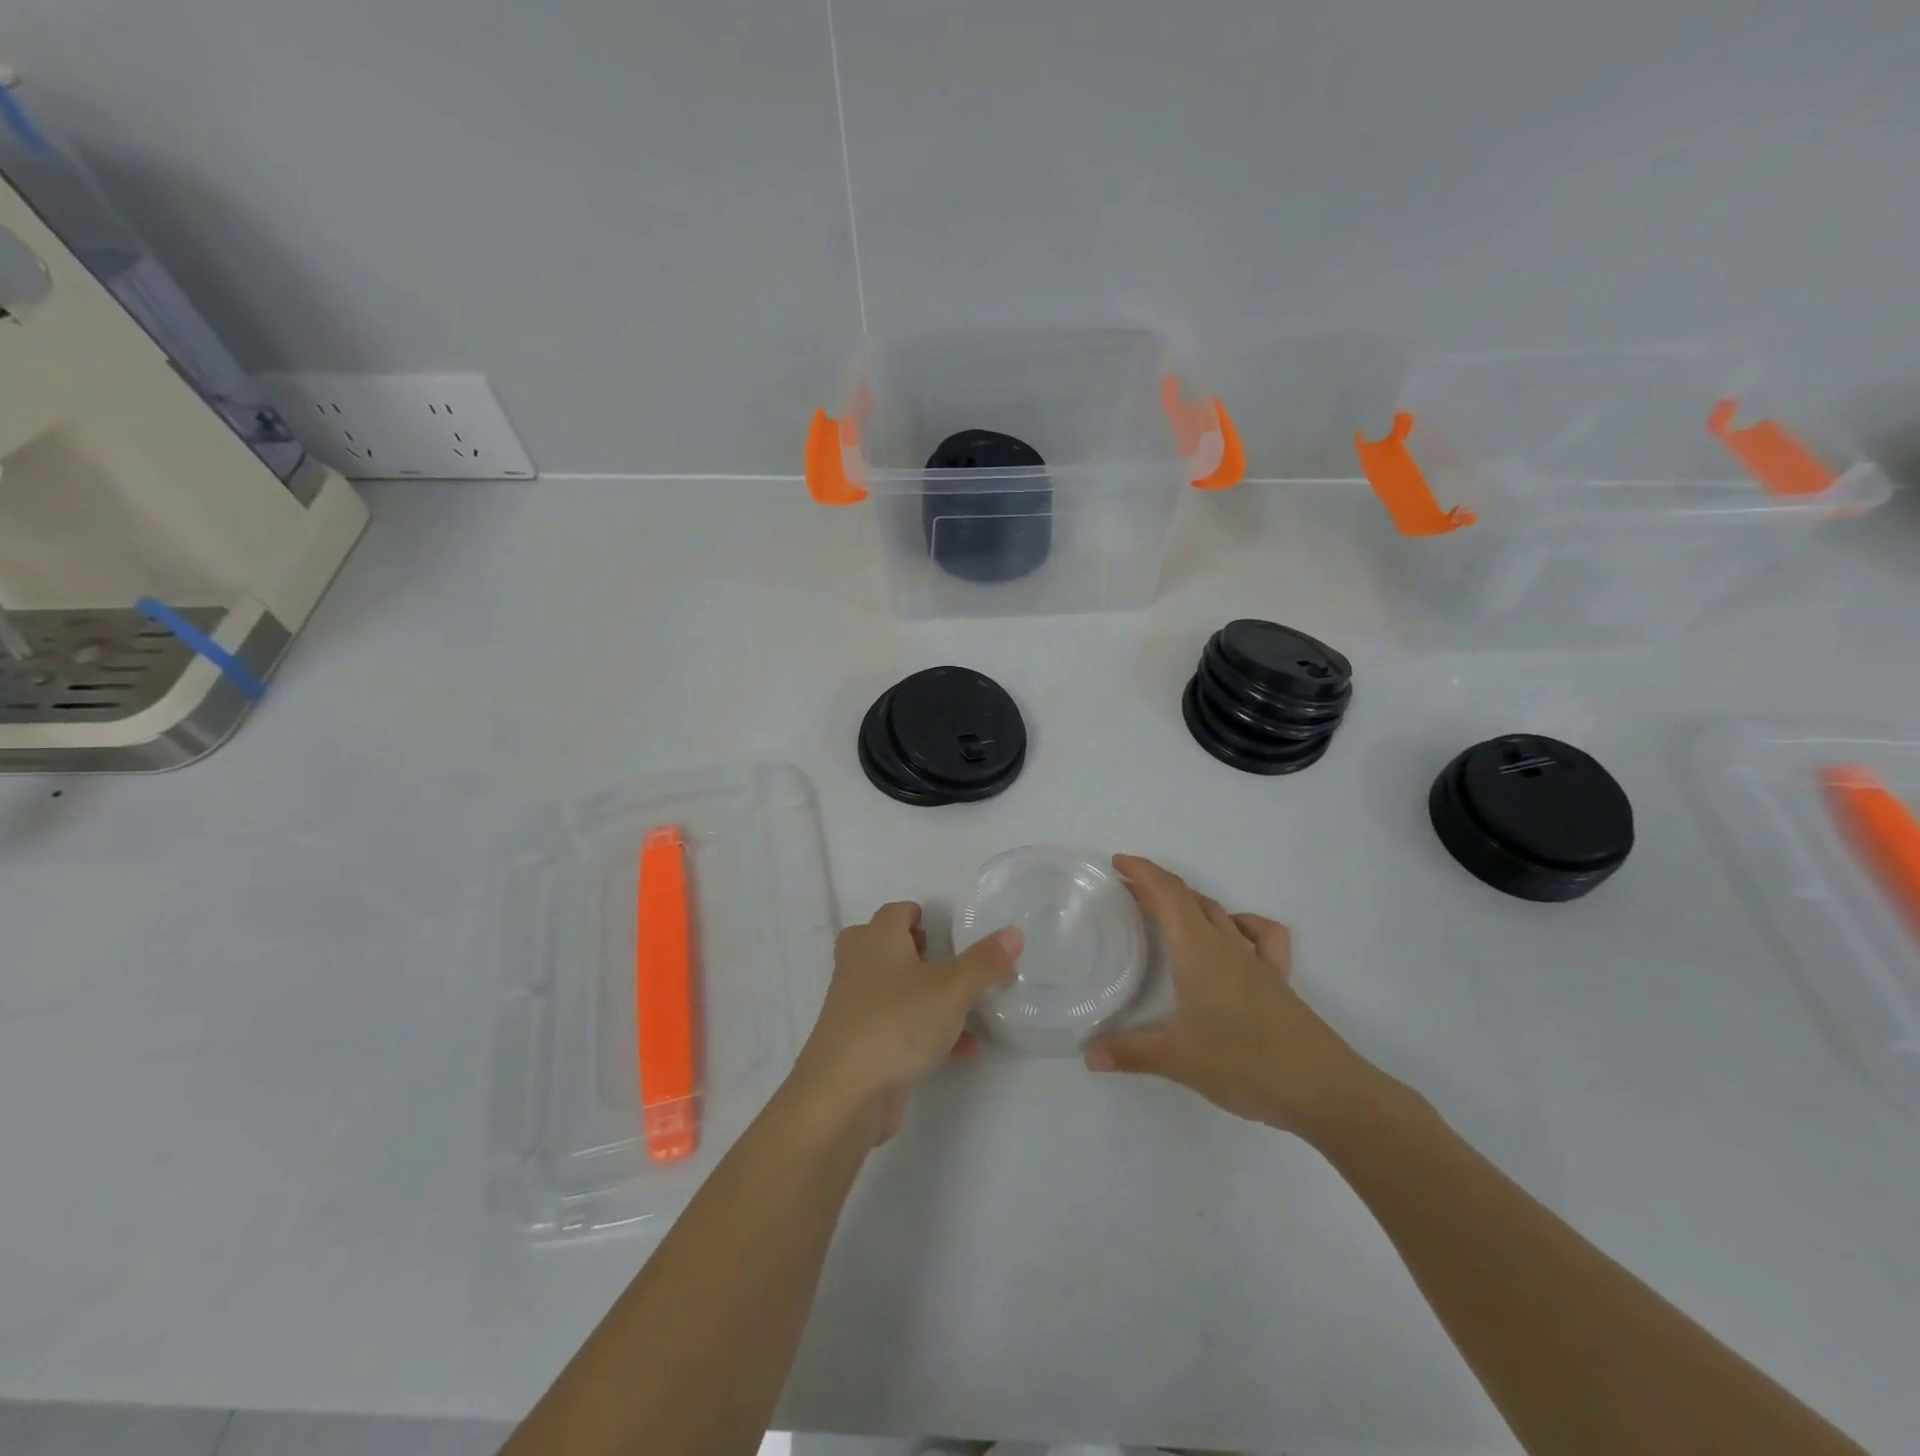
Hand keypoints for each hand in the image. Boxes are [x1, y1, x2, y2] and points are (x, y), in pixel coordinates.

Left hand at [791, 902, 1020, 1143]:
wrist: (844, 1095)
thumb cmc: (897, 1023)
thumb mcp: (951, 989)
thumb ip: (984, 962)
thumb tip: (1014, 933)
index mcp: (876, 940)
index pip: (896, 912)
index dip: (920, 916)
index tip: (948, 932)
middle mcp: (859, 967)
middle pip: (887, 947)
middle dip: (918, 954)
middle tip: (949, 964)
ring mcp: (855, 1008)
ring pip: (894, 991)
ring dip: (928, 997)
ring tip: (967, 1008)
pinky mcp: (860, 1046)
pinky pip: (898, 1028)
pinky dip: (926, 1032)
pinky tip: (961, 1050)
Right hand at [1085, 855, 1377, 1137]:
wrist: (1323, 1089)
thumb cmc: (1244, 1063)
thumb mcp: (1177, 1059)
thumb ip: (1129, 1053)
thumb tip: (1088, 1055)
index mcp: (1199, 951)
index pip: (1169, 895)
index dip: (1143, 873)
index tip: (1118, 863)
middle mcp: (1227, 946)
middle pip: (1191, 899)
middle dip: (1158, 888)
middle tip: (1127, 892)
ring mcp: (1256, 962)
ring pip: (1220, 914)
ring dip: (1190, 904)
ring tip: (1166, 912)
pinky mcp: (1278, 982)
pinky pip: (1260, 937)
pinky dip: (1241, 924)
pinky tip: (1232, 937)